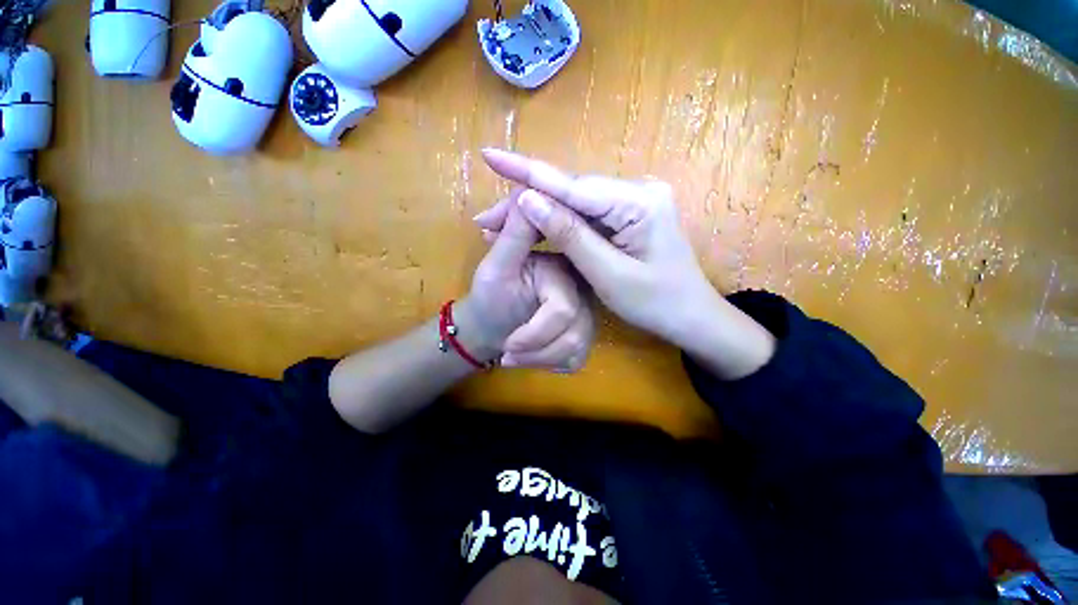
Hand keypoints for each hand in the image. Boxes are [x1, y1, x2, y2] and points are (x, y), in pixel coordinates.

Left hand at [460, 189, 594, 371]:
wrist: (491, 326)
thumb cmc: (489, 295)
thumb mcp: (496, 265)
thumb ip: (514, 232)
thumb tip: (527, 187)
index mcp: (564, 265)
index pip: (563, 307)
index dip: (537, 330)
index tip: (510, 345)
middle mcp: (583, 287)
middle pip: (574, 331)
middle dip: (535, 348)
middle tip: (508, 352)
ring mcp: (588, 312)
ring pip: (576, 348)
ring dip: (538, 359)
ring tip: (511, 357)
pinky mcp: (585, 333)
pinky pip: (576, 358)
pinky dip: (547, 365)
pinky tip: (530, 358)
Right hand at [476, 148, 774, 378]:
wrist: (689, 316)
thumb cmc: (654, 303)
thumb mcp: (607, 274)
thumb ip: (570, 234)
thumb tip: (529, 199)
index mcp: (638, 203)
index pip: (572, 185)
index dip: (527, 173)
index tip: (490, 156)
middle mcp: (635, 191)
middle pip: (569, 193)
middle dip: (525, 204)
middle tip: (485, 221)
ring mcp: (631, 202)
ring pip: (572, 203)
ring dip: (536, 215)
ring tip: (496, 226)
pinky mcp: (625, 215)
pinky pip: (584, 215)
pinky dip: (555, 224)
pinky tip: (530, 229)